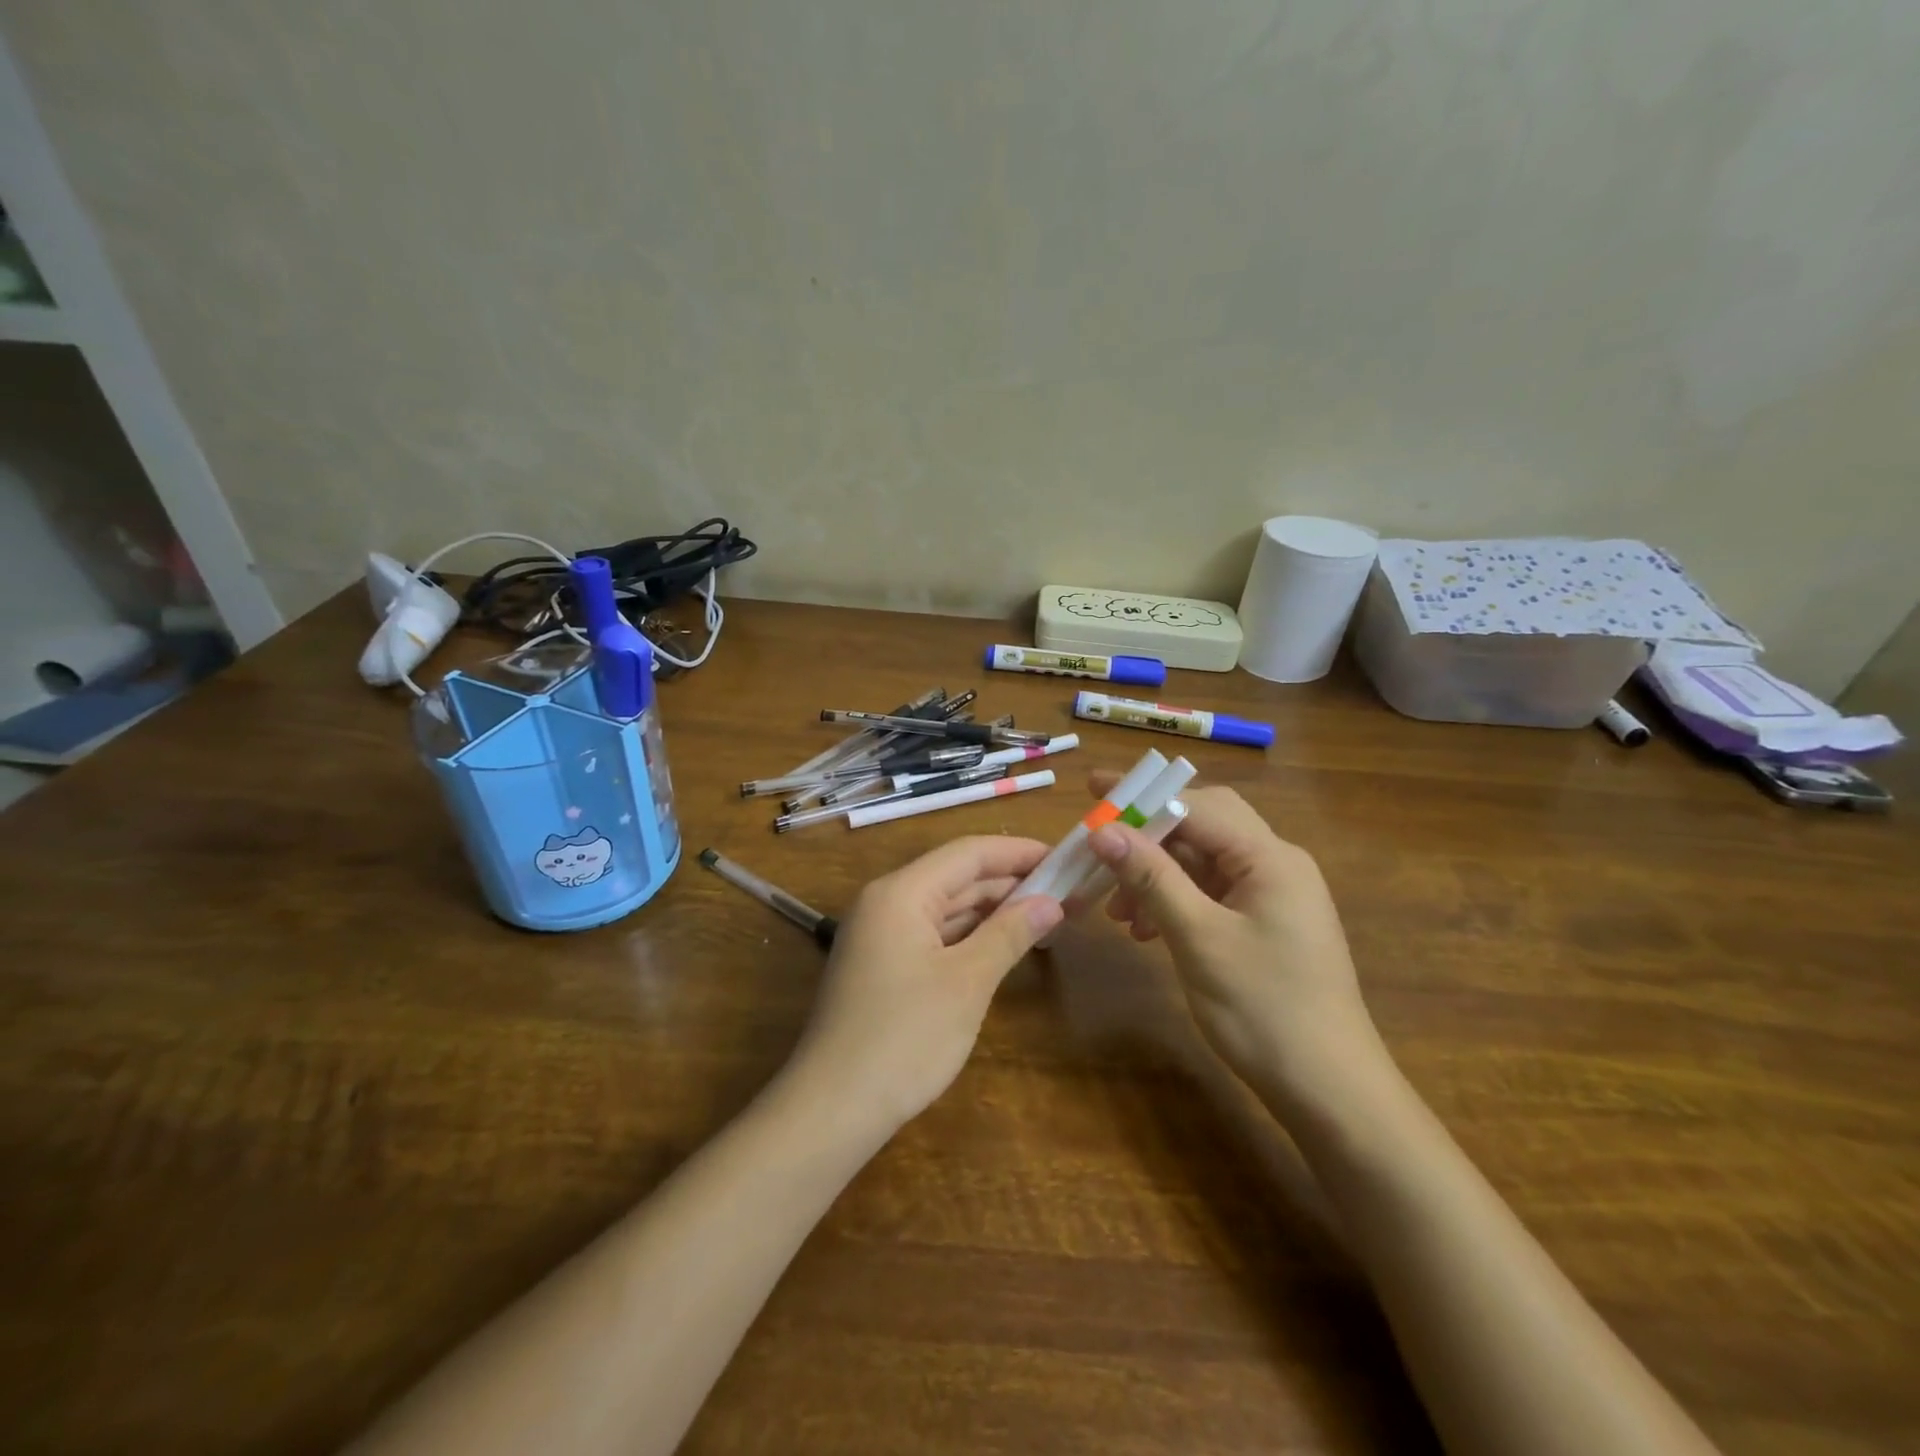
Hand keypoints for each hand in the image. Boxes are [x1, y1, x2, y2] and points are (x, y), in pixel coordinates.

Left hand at [787, 836, 1063, 1134]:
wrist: (832, 1107)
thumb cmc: (904, 1037)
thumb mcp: (967, 982)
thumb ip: (1009, 933)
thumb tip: (1050, 902)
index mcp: (901, 892)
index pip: (968, 854)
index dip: (1018, 852)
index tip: (1063, 857)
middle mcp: (886, 903)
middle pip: (956, 877)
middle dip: (1010, 883)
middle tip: (1066, 891)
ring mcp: (880, 936)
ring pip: (945, 908)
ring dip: (992, 911)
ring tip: (1045, 916)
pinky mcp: (882, 966)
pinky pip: (933, 935)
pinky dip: (969, 936)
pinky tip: (1002, 945)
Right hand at [1082, 773, 1384, 1111]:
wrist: (1330, 1091)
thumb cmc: (1264, 1010)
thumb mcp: (1199, 938)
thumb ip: (1152, 877)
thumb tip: (1103, 830)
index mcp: (1269, 857)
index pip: (1196, 805)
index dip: (1141, 796)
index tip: (1092, 791)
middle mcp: (1276, 863)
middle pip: (1202, 825)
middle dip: (1148, 833)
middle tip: (1100, 844)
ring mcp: (1274, 894)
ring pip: (1203, 861)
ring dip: (1157, 873)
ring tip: (1117, 910)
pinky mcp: (1266, 922)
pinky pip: (1212, 892)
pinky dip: (1175, 899)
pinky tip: (1147, 929)